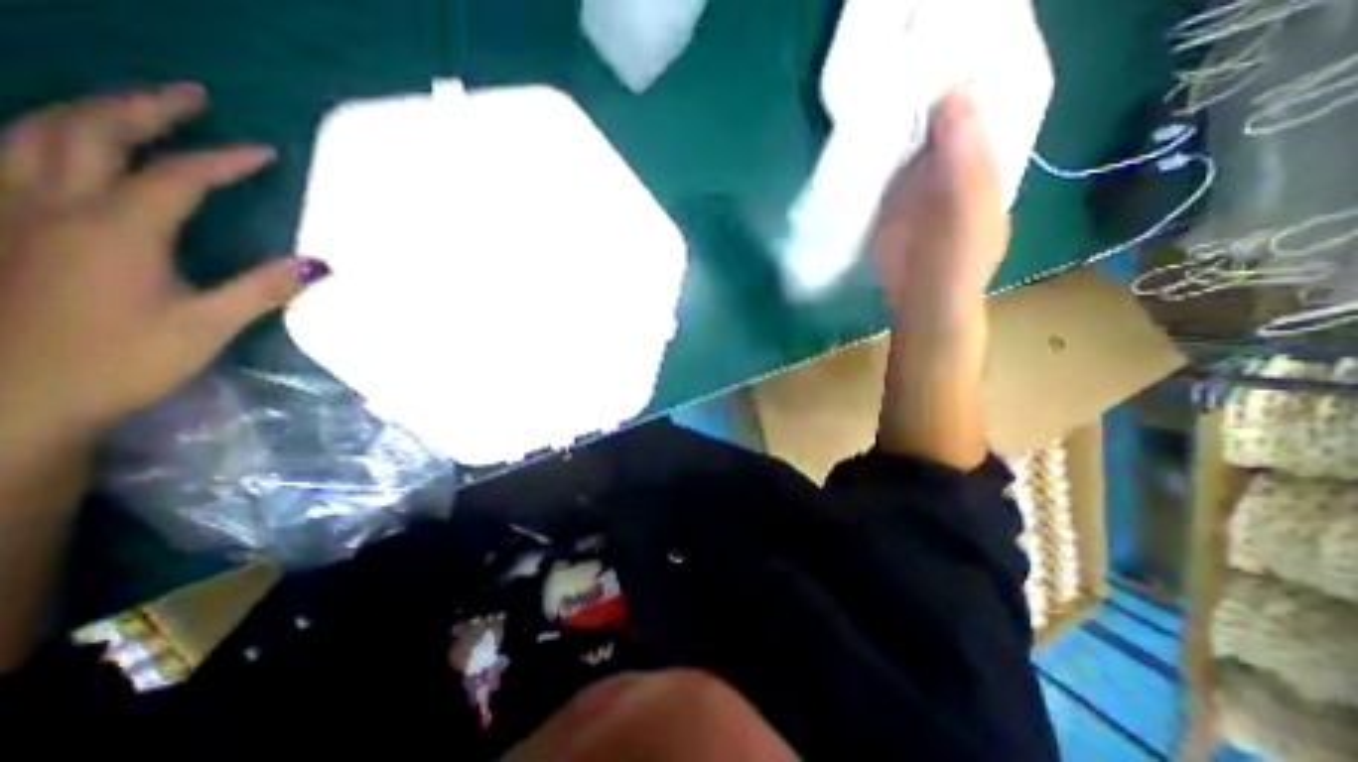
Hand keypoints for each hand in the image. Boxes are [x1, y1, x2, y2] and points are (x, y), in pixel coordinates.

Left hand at [1, 83, 325, 443]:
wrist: (10, 396)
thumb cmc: (120, 360)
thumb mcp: (206, 327)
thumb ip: (261, 289)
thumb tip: (318, 264)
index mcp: (115, 229)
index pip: (177, 176)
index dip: (225, 160)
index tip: (267, 152)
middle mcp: (51, 204)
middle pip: (88, 131)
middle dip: (144, 107)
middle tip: (192, 96)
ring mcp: (8, 210)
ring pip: (31, 132)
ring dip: (88, 111)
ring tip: (134, 107)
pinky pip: (6, 156)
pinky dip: (41, 135)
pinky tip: (64, 142)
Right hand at [870, 89, 1004, 327]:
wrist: (921, 303)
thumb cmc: (956, 261)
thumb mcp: (972, 210)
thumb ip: (967, 161)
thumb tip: (953, 97)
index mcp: (980, 168)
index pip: (969, 119)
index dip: (954, 94)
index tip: (928, 73)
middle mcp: (947, 174)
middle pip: (932, 131)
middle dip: (915, 109)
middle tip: (893, 81)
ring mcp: (913, 192)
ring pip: (902, 153)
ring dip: (888, 133)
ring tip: (871, 105)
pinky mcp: (885, 210)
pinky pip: (877, 178)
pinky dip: (869, 163)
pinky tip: (858, 146)